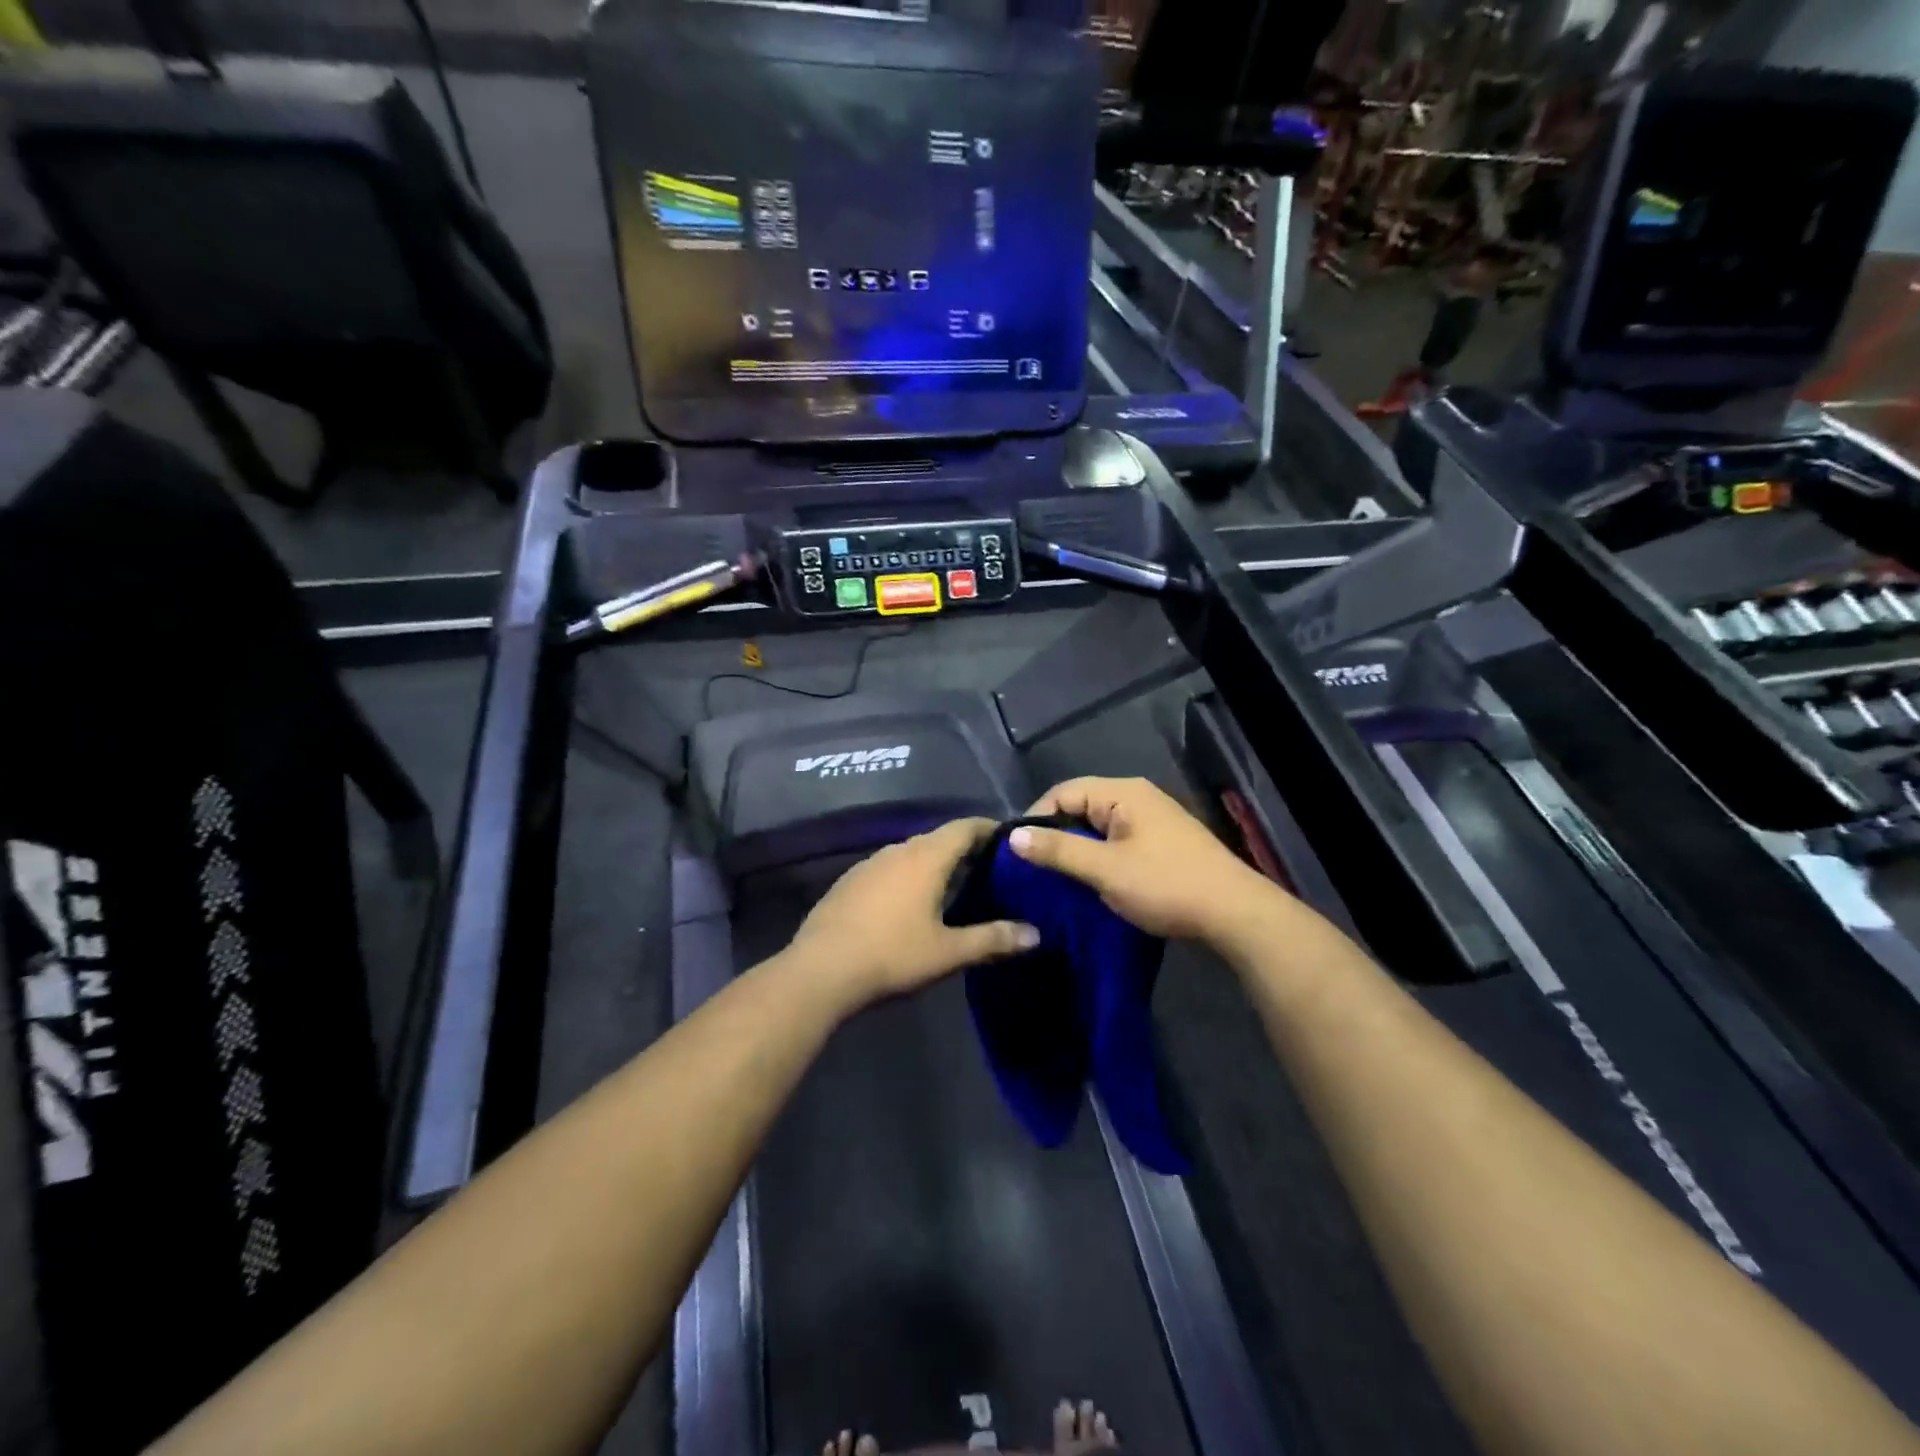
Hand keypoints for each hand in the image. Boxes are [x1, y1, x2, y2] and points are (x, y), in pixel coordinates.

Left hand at [785, 818, 1039, 1009]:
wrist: (819, 971)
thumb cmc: (892, 956)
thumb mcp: (948, 952)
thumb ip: (993, 939)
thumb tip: (1035, 934)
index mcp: (926, 857)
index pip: (965, 827)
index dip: (989, 829)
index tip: (1009, 841)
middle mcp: (897, 850)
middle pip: (938, 838)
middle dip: (965, 849)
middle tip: (989, 871)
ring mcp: (868, 864)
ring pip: (911, 853)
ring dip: (934, 863)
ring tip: (953, 887)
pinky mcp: (849, 882)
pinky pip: (889, 868)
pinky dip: (908, 876)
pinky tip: (910, 904)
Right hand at [1009, 777, 1282, 941]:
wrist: (1234, 914)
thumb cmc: (1165, 885)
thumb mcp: (1105, 869)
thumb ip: (1058, 850)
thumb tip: (1013, 836)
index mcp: (1123, 792)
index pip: (1063, 792)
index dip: (1035, 818)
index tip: (1016, 852)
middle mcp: (1137, 798)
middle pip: (1081, 807)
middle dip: (1055, 836)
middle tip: (1032, 869)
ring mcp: (1152, 821)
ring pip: (1098, 828)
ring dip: (1077, 851)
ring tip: (1055, 880)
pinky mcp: (1161, 845)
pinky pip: (1116, 843)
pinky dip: (1099, 859)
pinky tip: (1089, 883)